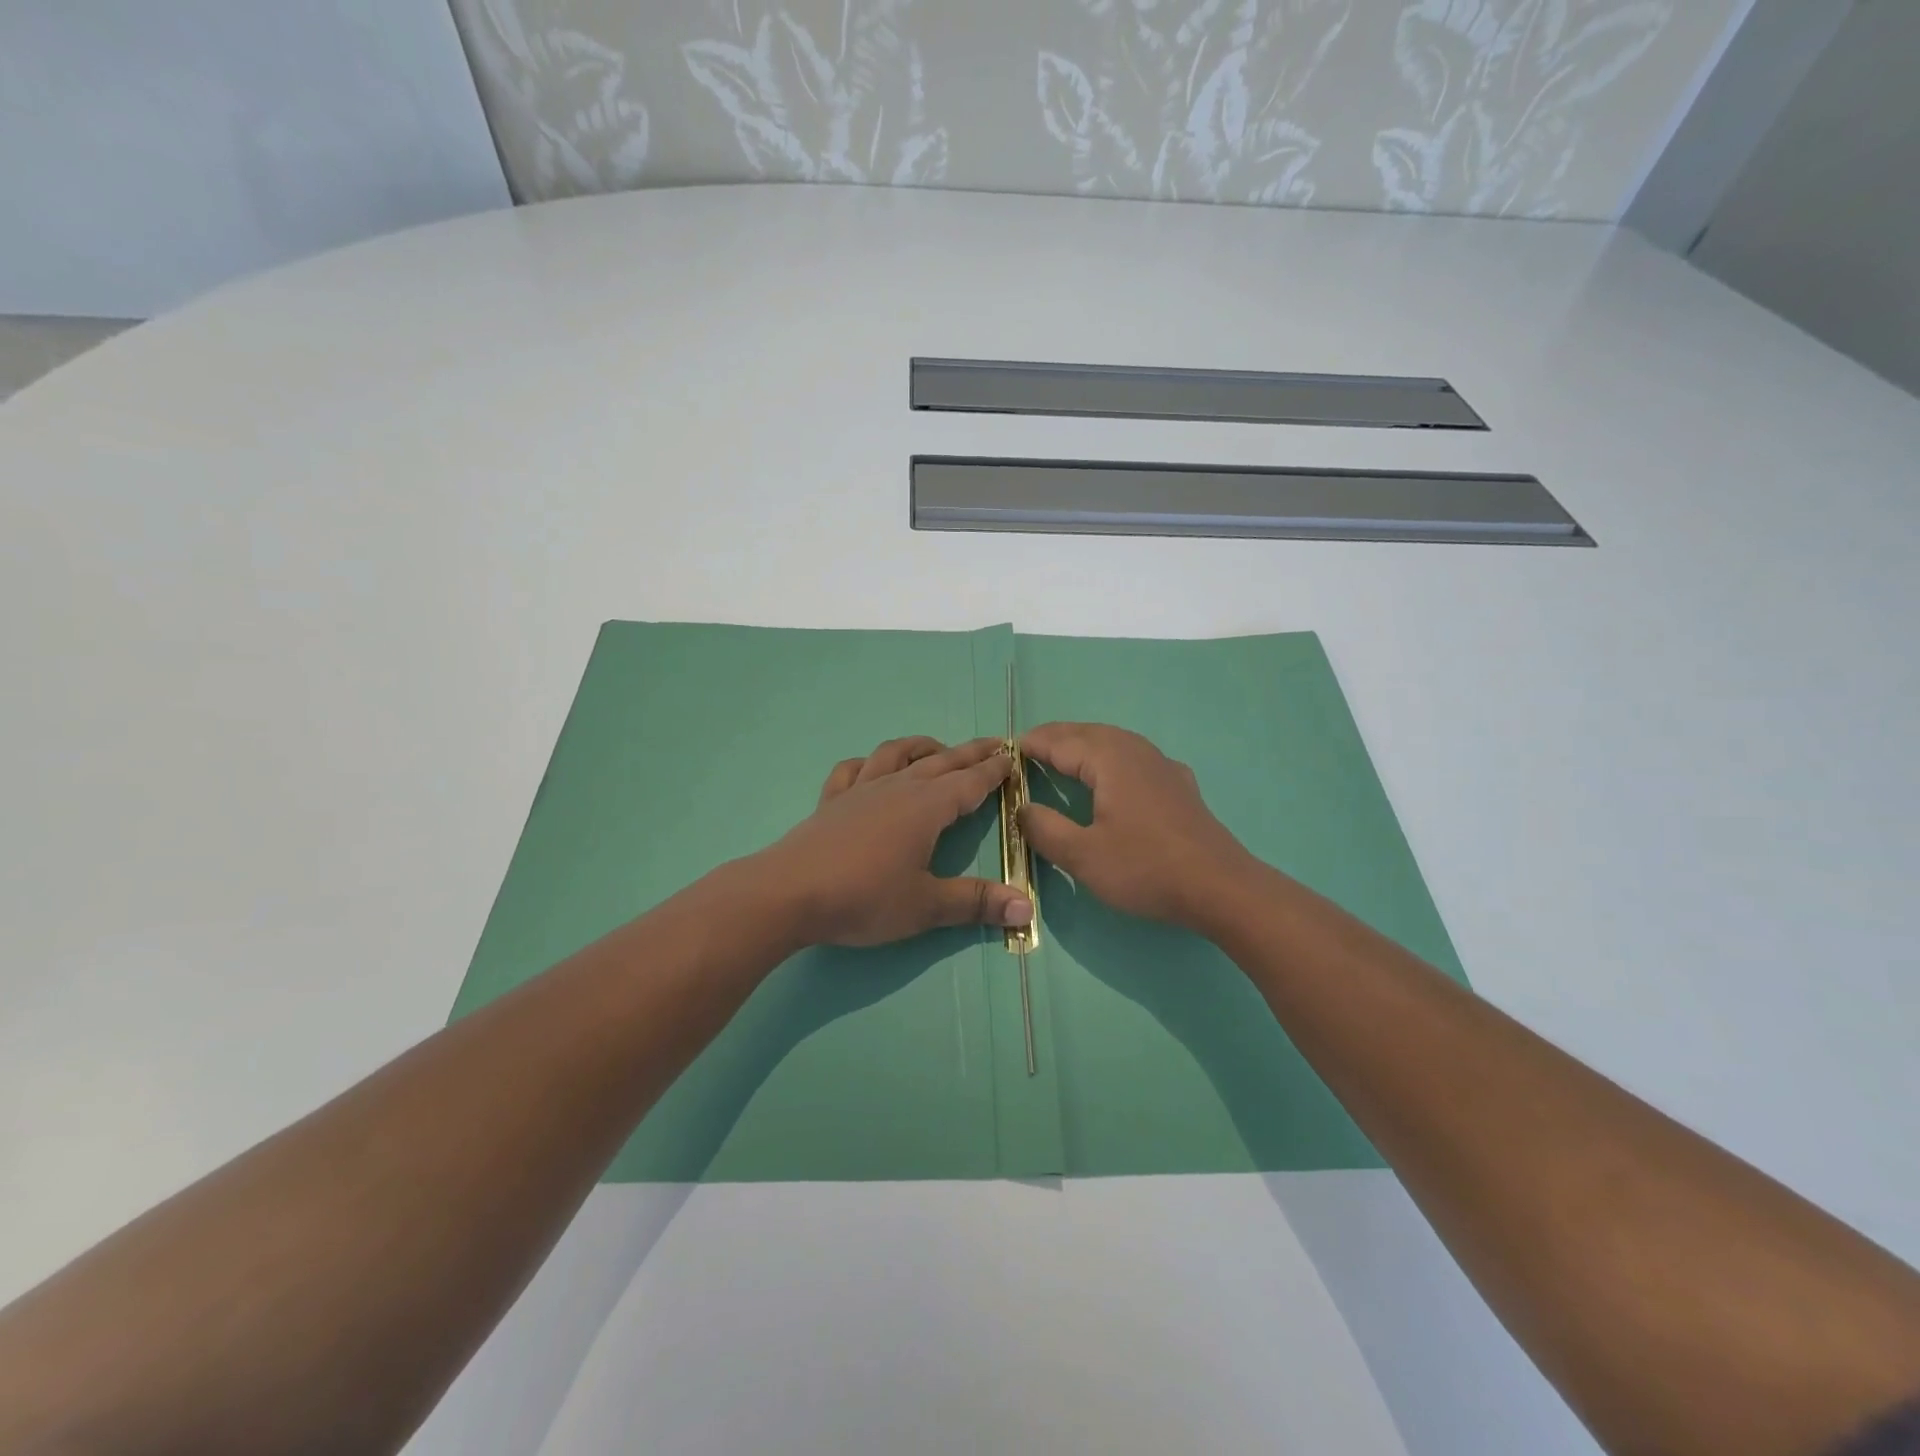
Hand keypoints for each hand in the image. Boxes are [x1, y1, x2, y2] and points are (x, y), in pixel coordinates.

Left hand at [755, 736, 1034, 947]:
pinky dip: (868, 762)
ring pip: (897, 754)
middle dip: (970, 753)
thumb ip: (976, 903)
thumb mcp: (926, 906)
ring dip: (922, 747)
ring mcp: (861, 790)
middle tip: (995, 743)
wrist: (789, 892)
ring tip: (938, 748)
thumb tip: (1027, 906)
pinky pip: (853, 769)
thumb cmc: (864, 898)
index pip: (970, 782)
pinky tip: (871, 768)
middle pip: (941, 761)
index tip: (1013, 756)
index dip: (994, 770)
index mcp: (927, 807)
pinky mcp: (832, 800)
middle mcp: (897, 788)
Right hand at [1018, 722, 1256, 931]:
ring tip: (1063, 755)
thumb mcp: (1083, 856)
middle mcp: (1136, 752)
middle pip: (1088, 733)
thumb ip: (1046, 829)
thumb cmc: (1146, 868)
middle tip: (1029, 748)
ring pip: (1115, 741)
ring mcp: (1162, 766)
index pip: (1061, 742)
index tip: (1006, 749)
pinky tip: (1116, 772)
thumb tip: (1022, 808)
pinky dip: (1112, 756)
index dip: (1032, 745)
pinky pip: (1135, 757)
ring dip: (1085, 743)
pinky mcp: (1179, 785)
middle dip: (1057, 737)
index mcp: (1109, 760)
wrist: (1220, 888)